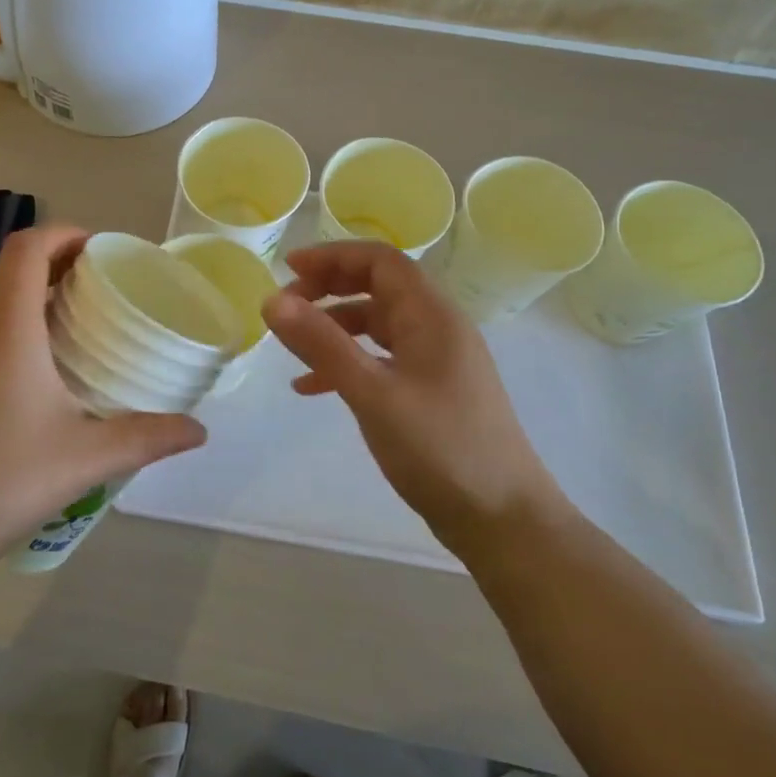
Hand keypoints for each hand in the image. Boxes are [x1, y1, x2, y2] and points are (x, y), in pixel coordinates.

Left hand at [0, 226, 205, 590]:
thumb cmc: (2, 479)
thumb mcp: (86, 457)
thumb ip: (147, 437)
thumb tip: (198, 432)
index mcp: (6, 326)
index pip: (27, 247)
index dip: (62, 234)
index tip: (96, 251)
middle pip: (8, 272)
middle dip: (52, 268)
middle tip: (93, 295)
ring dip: (24, 304)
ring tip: (62, 338)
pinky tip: (17, 388)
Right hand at [262, 240, 561, 551]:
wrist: (503, 520)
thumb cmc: (439, 448)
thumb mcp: (372, 393)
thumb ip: (322, 344)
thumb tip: (272, 300)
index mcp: (432, 314)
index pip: (380, 260)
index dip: (332, 256)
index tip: (288, 269)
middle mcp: (438, 327)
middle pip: (378, 286)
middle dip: (329, 288)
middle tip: (286, 306)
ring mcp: (437, 360)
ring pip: (377, 324)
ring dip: (334, 327)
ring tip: (292, 347)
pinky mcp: (432, 391)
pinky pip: (382, 359)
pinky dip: (347, 363)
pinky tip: (312, 388)